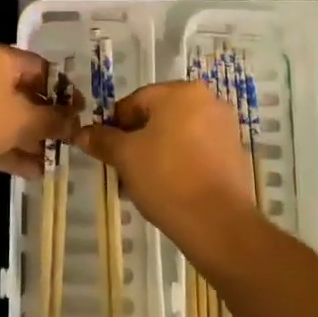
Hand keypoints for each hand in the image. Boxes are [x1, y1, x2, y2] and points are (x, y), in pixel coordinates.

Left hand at [0, 46, 77, 182]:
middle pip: (22, 92)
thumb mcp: (22, 120)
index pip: (40, 67)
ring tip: (52, 162)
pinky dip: (8, 147)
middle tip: (66, 139)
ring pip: (5, 115)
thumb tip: (74, 122)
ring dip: (29, 138)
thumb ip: (52, 120)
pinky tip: (31, 172)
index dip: (63, 90)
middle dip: (45, 118)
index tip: (79, 112)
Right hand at [71, 80, 258, 255]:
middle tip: (122, 169)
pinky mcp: (235, 153)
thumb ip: (103, 140)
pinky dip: (181, 163)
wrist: (219, 224)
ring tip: (142, 184)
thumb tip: (82, 133)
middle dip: (137, 141)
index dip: (115, 126)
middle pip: (159, 116)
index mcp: (180, 92)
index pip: (135, 101)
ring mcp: (225, 127)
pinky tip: (169, 189)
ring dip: (157, 153)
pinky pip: (198, 150)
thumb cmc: (167, 178)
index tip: (106, 151)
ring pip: (178, 134)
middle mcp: (207, 100)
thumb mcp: (126, 157)